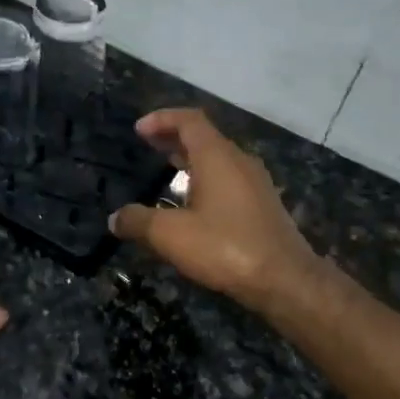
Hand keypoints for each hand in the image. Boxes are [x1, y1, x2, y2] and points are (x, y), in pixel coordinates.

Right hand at [109, 109, 324, 315]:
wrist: (284, 279)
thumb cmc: (225, 247)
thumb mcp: (170, 235)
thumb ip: (138, 221)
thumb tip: (115, 218)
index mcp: (217, 157)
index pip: (189, 120)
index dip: (162, 119)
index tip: (139, 129)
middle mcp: (239, 161)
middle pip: (204, 137)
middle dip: (173, 137)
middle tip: (148, 144)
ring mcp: (255, 183)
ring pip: (218, 159)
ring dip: (191, 159)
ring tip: (167, 169)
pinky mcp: (262, 205)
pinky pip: (229, 179)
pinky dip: (205, 178)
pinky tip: (193, 202)